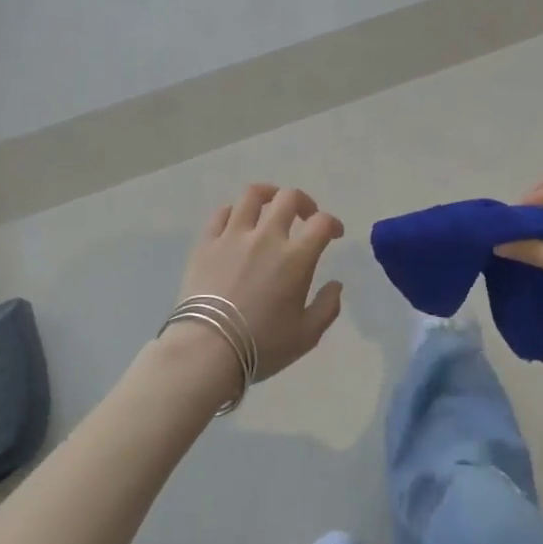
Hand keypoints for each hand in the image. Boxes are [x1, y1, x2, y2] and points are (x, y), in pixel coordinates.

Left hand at [173, 185, 345, 384]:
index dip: (333, 224)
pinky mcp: (206, 243)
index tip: (334, 234)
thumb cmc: (262, 345)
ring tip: (271, 204)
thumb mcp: (307, 335)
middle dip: (304, 202)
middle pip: (288, 198)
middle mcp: (266, 237)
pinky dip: (234, 211)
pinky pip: (221, 214)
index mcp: (296, 258)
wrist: (207, 349)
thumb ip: (327, 307)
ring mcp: (233, 236)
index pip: (322, 223)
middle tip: (305, 216)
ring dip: (268, 194)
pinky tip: (238, 221)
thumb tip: (336, 285)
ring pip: (252, 195)